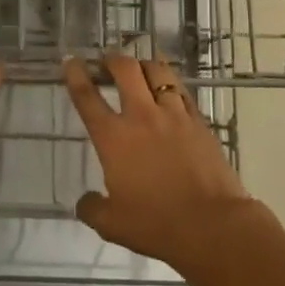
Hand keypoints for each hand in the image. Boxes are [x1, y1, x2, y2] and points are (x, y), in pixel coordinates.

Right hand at [63, 54, 258, 271]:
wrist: (213, 225)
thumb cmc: (157, 224)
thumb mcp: (112, 225)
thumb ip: (92, 208)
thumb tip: (85, 201)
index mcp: (113, 137)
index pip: (87, 97)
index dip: (76, 75)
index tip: (71, 61)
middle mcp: (141, 116)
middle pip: (125, 70)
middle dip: (112, 59)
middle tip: (107, 62)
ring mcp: (174, 115)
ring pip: (158, 72)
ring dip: (144, 64)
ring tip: (139, 68)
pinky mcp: (200, 122)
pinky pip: (182, 92)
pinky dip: (170, 85)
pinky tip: (169, 90)